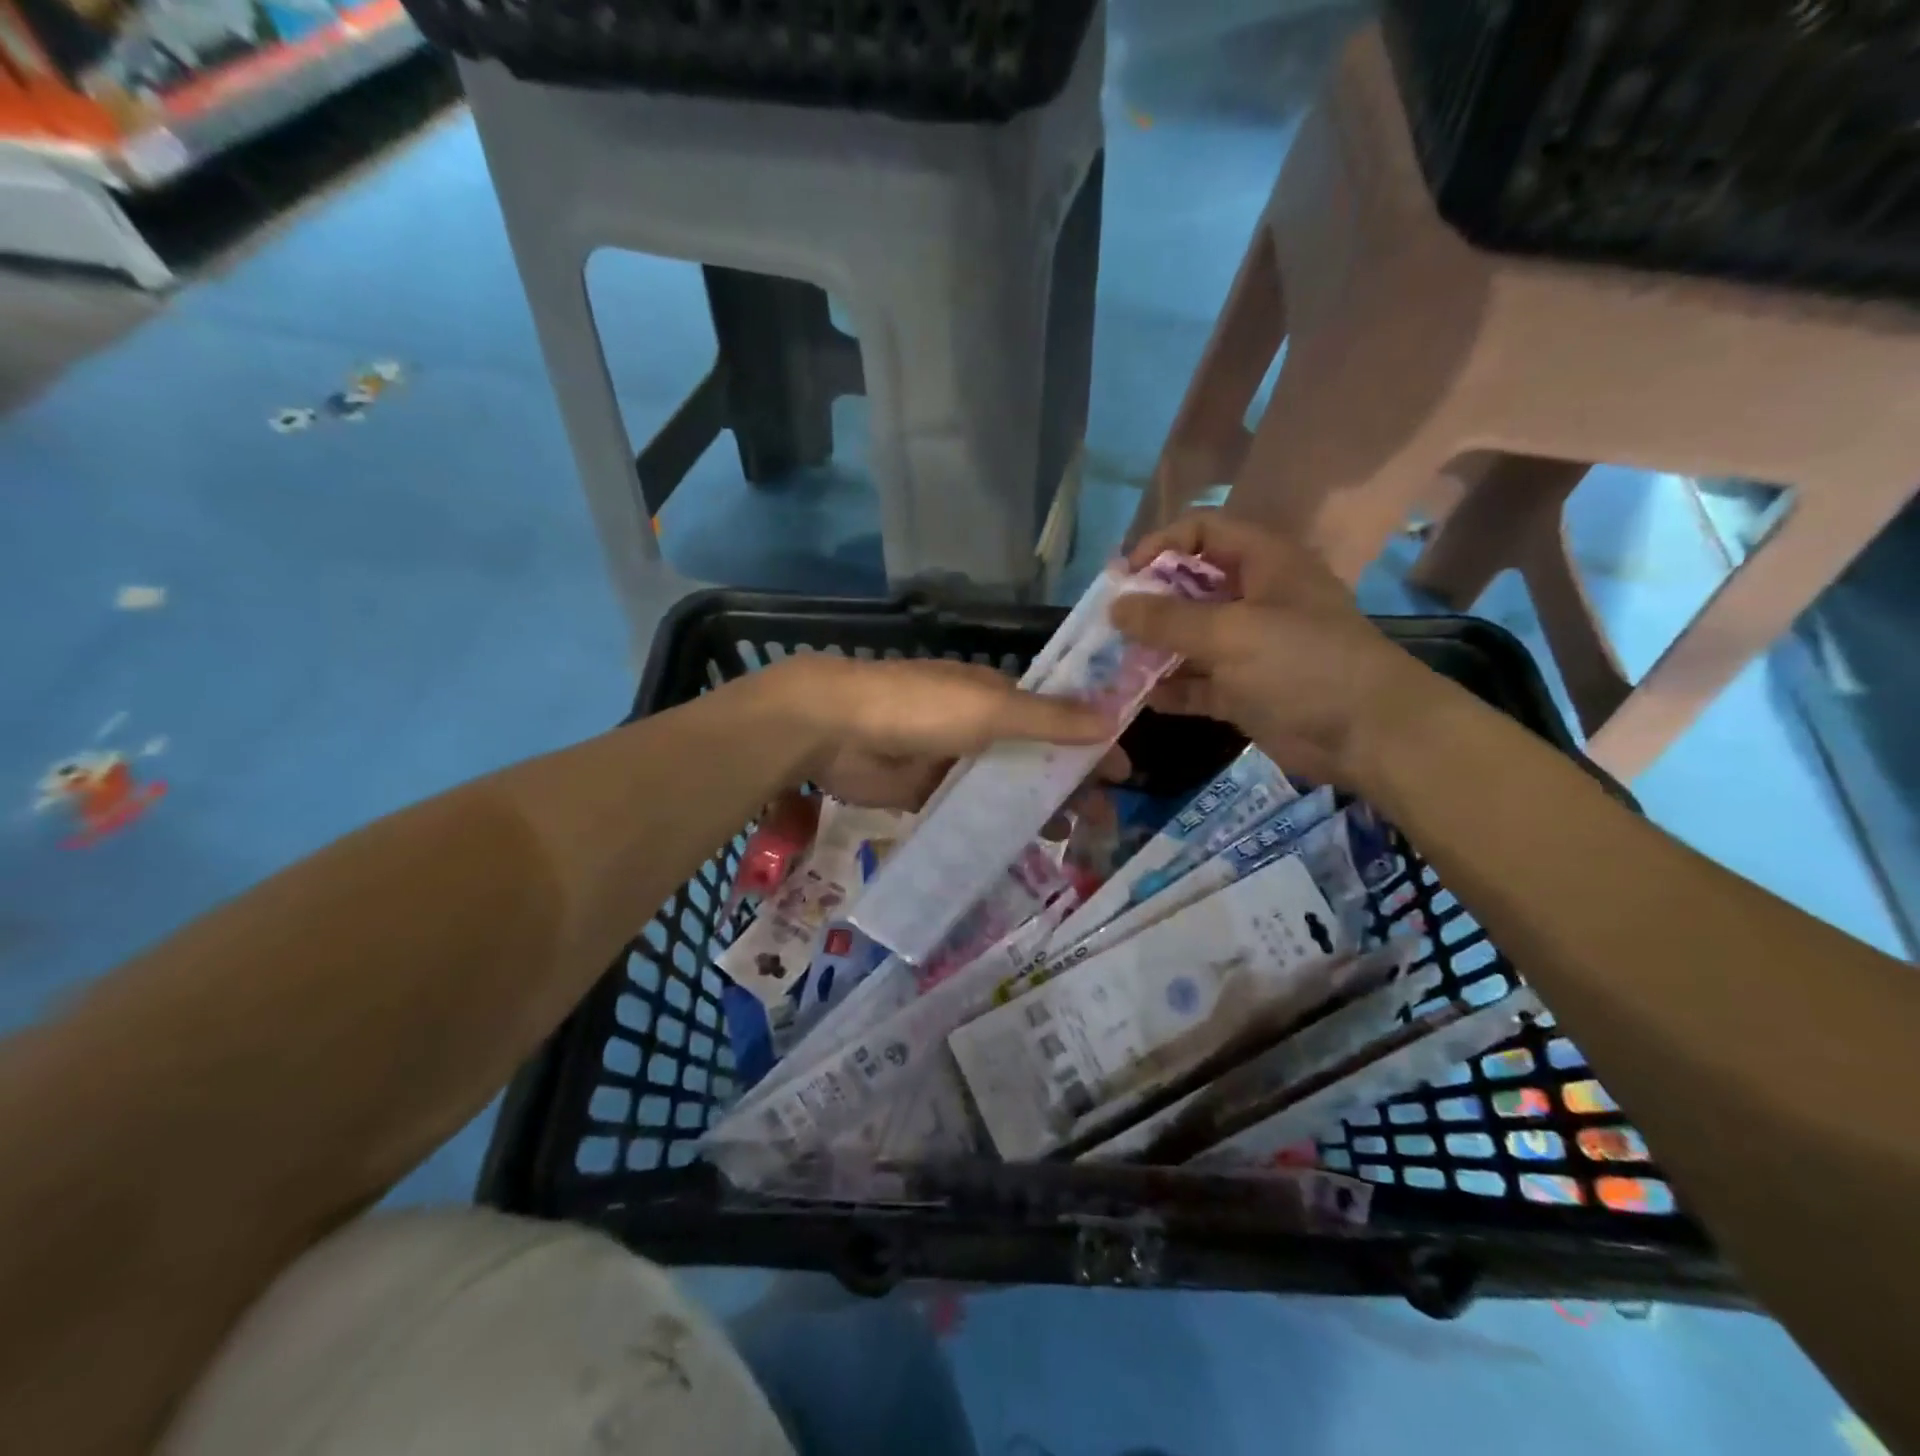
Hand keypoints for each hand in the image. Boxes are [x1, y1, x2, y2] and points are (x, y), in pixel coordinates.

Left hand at [767, 655, 1125, 810]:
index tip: (1123, 777)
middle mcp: (980, 726)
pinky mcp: (925, 792)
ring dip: (1034, 808)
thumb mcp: (991, 708)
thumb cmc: (920, 707)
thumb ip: (1049, 719)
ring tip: (1064, 839)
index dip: (1092, 745)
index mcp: (998, 696)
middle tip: (1099, 822)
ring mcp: (952, 761)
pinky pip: (969, 811)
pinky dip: (993, 827)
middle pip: (1035, 757)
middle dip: (1068, 784)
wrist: (836, 728)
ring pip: (1004, 787)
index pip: (1059, 720)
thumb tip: (1113, 720)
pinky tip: (1014, 850)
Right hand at [1110, 511, 1437, 785]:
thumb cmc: (1303, 665)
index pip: (1203, 531)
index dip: (1161, 545)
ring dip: (1154, 650)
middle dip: (1148, 604)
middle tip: (1109, 625)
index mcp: (1263, 562)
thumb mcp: (1231, 633)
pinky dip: (1173, 689)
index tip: (1123, 577)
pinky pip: (1198, 682)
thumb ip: (1168, 619)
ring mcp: (1249, 646)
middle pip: (1190, 586)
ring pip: (1190, 638)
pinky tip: (1143, 699)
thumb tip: (1115, 606)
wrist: (1369, 735)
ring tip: (1114, 664)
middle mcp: (1254, 598)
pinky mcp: (1245, 689)